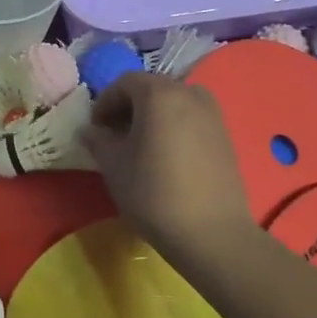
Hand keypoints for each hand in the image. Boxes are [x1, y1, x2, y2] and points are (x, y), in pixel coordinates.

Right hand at [79, 72, 254, 265]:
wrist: (212, 234)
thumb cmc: (154, 193)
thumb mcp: (113, 165)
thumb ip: (98, 140)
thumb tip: (90, 130)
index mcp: (159, 93)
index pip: (124, 82)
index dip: (104, 102)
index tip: (95, 129)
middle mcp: (189, 94)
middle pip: (151, 89)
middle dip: (129, 108)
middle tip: (115, 136)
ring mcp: (213, 114)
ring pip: (174, 104)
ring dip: (153, 117)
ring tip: (141, 147)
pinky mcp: (226, 137)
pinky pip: (192, 120)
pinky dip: (175, 128)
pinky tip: (167, 158)